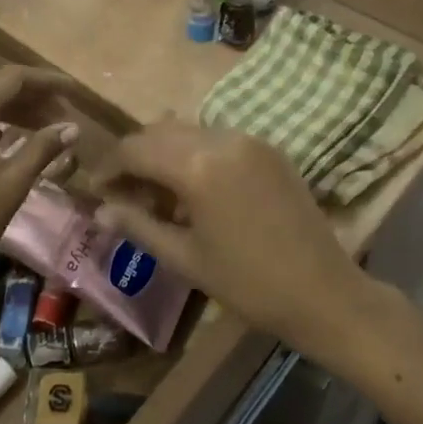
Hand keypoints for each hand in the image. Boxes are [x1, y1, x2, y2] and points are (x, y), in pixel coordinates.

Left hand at [0, 68, 84, 310]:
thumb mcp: (12, 184)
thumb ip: (42, 147)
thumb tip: (72, 127)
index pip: (13, 78)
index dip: (47, 81)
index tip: (74, 92)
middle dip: (31, 94)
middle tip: (64, 112)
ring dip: (11, 107)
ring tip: (45, 125)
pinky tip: (10, 136)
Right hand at [90, 122, 380, 364]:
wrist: (325, 292)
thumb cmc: (249, 284)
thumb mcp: (186, 259)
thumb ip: (138, 226)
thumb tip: (100, 211)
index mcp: (196, 166)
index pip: (135, 149)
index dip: (110, 167)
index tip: (97, 190)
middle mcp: (220, 138)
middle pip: (158, 132)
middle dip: (134, 157)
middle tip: (123, 193)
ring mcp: (248, 139)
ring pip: (187, 130)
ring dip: (163, 152)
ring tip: (157, 192)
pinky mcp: (267, 147)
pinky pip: (216, 137)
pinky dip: (194, 152)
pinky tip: (194, 187)